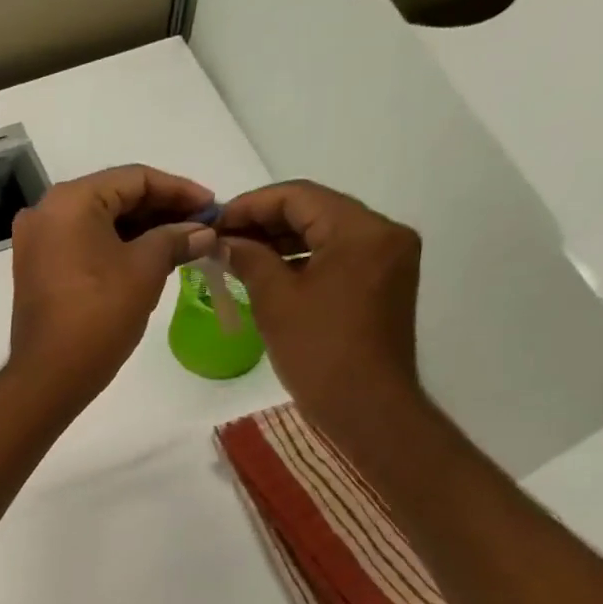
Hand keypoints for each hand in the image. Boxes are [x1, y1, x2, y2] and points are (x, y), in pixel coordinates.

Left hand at [8, 164, 215, 403]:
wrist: (50, 375)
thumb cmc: (99, 316)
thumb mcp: (145, 271)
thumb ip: (176, 239)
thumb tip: (203, 231)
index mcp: (70, 200)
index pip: (134, 178)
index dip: (179, 190)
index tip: (213, 206)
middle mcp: (46, 211)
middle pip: (115, 197)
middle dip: (161, 211)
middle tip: (203, 226)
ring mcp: (37, 242)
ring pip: (100, 223)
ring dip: (142, 231)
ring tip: (185, 243)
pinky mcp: (38, 269)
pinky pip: (84, 245)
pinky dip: (117, 248)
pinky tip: (151, 259)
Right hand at [217, 180, 424, 444]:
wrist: (367, 407)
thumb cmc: (319, 352)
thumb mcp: (275, 300)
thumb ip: (249, 258)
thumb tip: (223, 240)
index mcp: (362, 230)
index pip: (299, 196)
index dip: (251, 205)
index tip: (214, 221)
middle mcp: (383, 234)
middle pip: (315, 210)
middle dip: (265, 222)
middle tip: (221, 238)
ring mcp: (388, 259)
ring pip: (326, 233)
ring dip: (281, 241)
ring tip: (237, 254)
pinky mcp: (383, 283)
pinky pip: (337, 256)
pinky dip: (302, 259)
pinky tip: (267, 271)